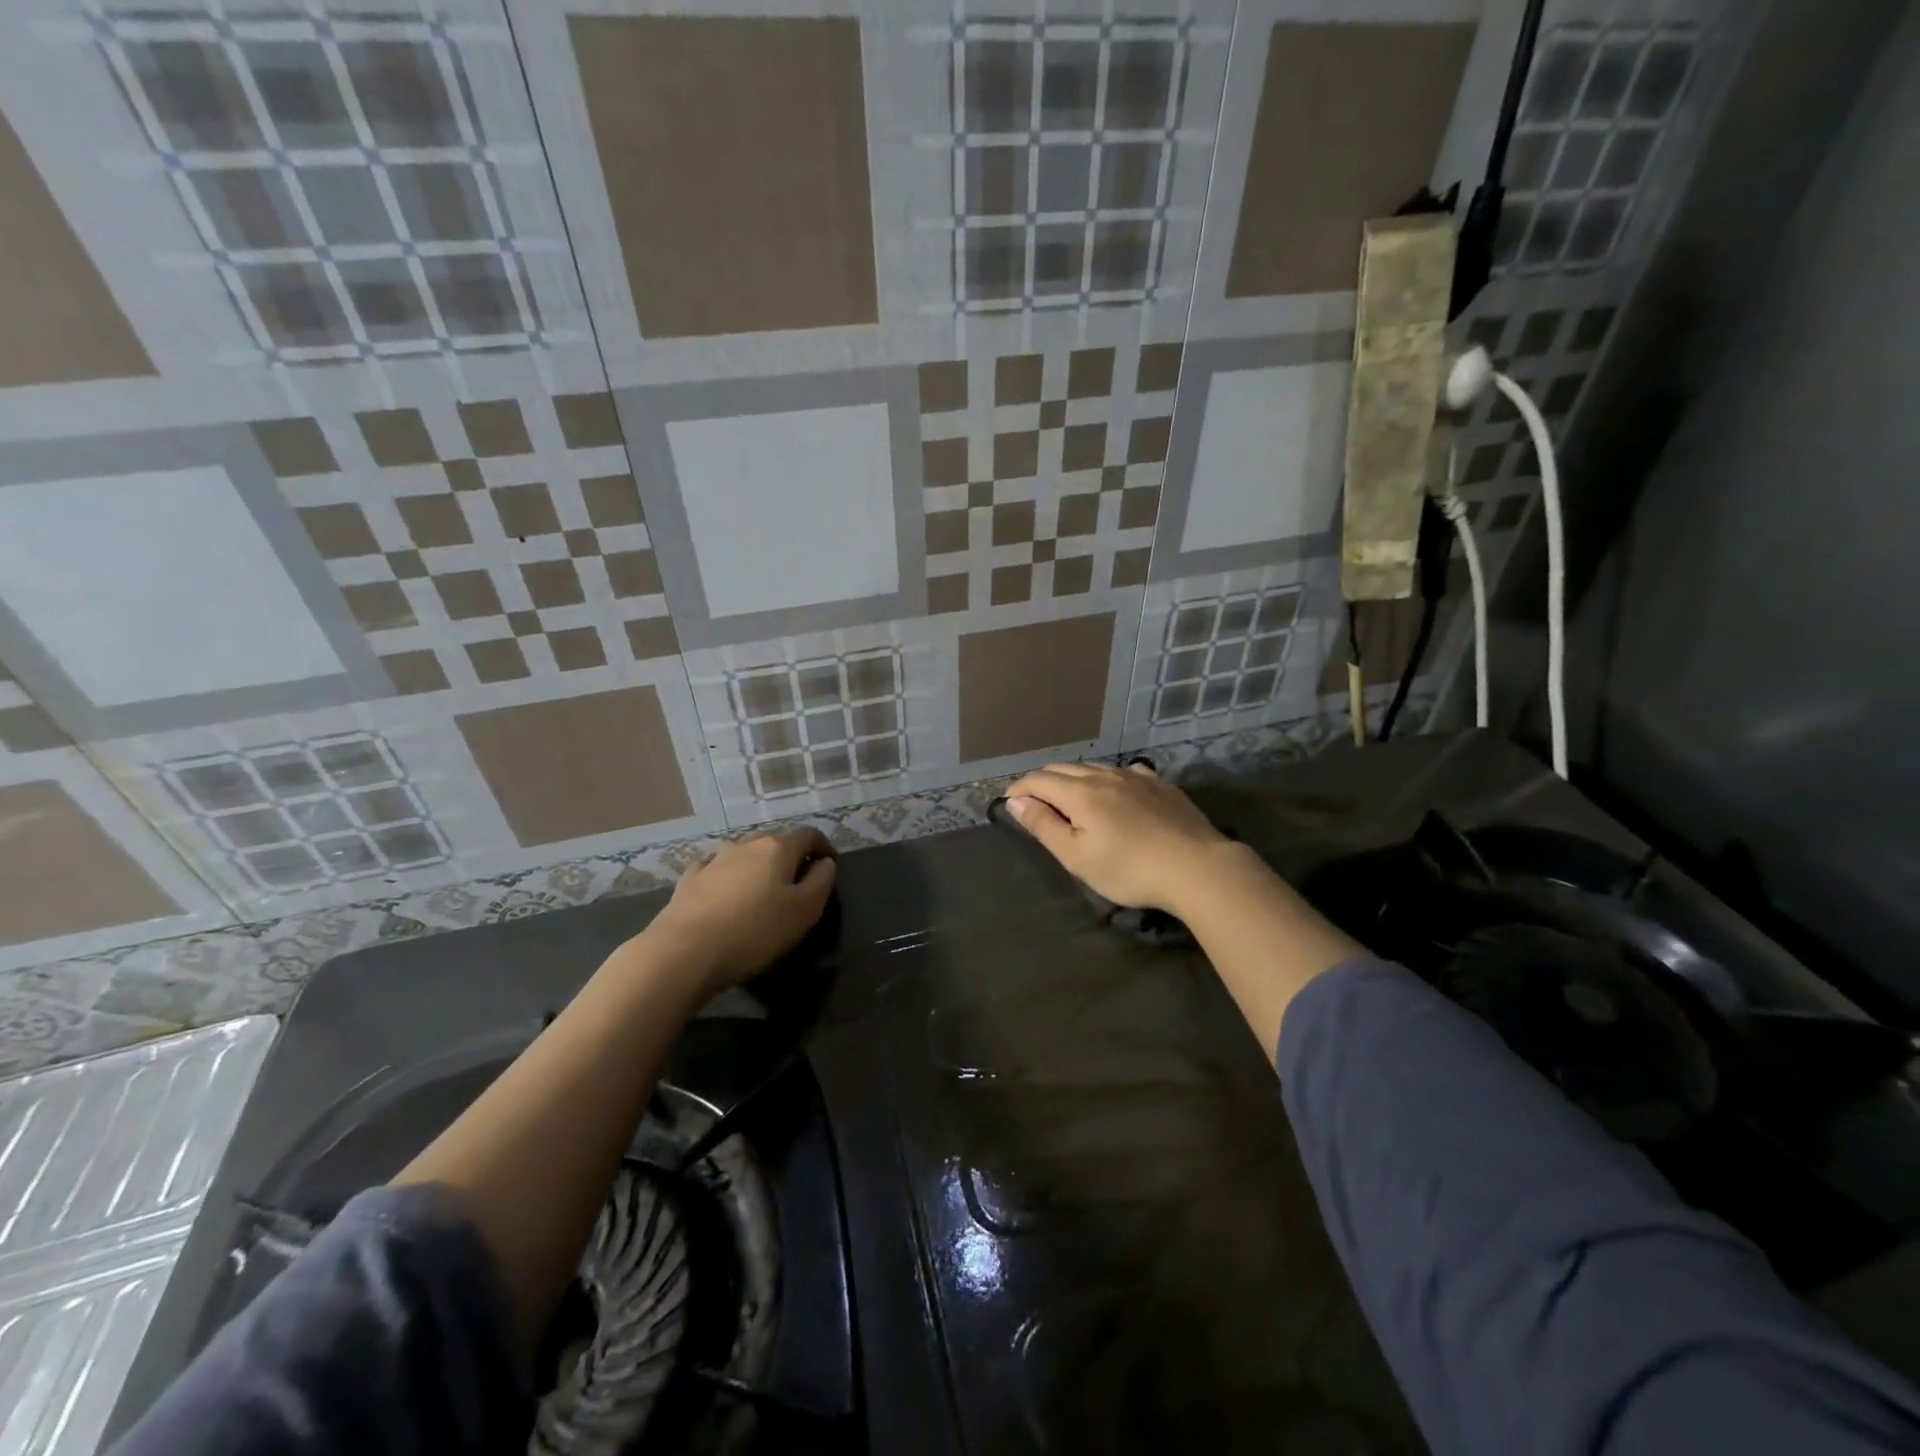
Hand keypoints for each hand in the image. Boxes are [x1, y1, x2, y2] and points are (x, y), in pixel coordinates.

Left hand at [645, 828, 837, 998]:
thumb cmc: (755, 931)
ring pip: (745, 853)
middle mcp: (746, 844)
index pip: (809, 835)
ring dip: (758, 865)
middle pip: (776, 841)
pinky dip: (728, 875)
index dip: (824, 847)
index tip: (829, 866)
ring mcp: (714, 859)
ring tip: (761, 890)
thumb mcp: (804, 911)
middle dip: (791, 856)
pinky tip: (725, 892)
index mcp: (778, 848)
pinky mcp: (689, 879)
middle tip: (798, 883)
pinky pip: (716, 868)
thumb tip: (825, 862)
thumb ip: (821, 881)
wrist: (684, 951)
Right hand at [1003, 762, 1232, 914]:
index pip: (1039, 780)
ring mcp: (1137, 777)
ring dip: (1073, 778)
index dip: (1020, 789)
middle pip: (1064, 769)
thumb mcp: (1077, 856)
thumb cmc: (1129, 869)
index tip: (1009, 802)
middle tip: (1033, 799)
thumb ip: (1044, 825)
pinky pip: (1124, 772)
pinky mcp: (1161, 785)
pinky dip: (1106, 778)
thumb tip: (1016, 801)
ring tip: (1068, 795)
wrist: (1197, 867)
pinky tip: (1115, 789)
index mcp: (1080, 792)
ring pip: (1094, 767)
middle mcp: (1105, 775)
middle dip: (1042, 781)